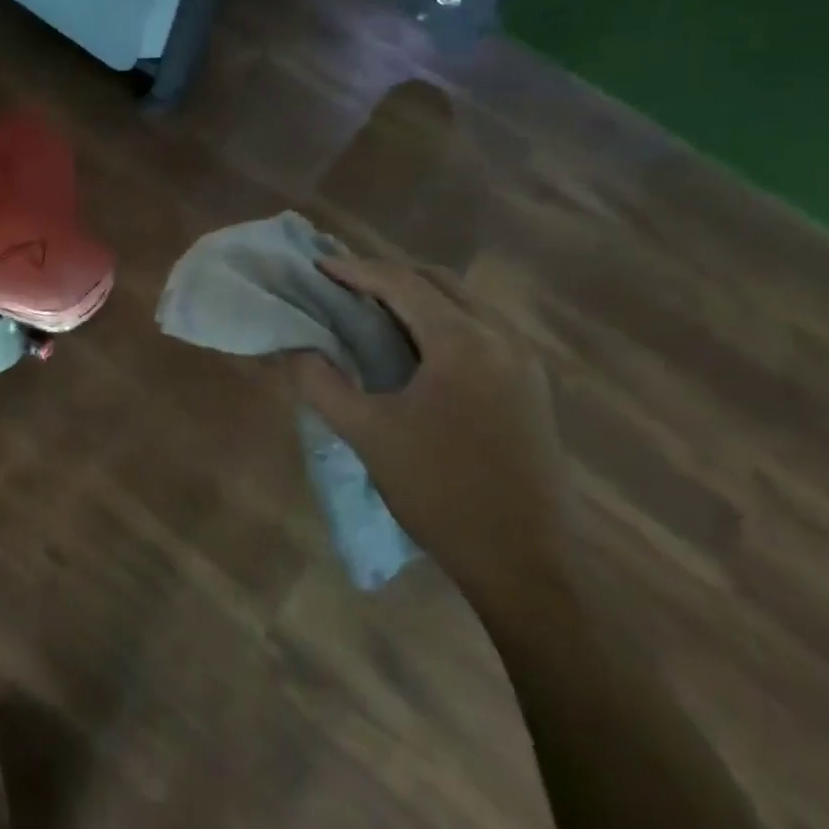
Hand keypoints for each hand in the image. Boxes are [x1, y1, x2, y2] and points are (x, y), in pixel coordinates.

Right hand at [291, 254, 574, 614]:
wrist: (525, 563)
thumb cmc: (440, 492)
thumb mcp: (369, 435)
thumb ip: (323, 384)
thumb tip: (296, 349)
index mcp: (463, 342)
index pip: (403, 284)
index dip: (356, 270)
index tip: (319, 266)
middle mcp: (501, 337)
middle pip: (438, 282)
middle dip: (388, 275)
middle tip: (344, 284)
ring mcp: (524, 361)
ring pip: (465, 303)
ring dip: (418, 296)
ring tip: (373, 309)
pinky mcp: (532, 386)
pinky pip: (481, 328)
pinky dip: (442, 320)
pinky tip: (417, 346)